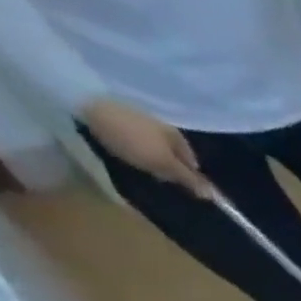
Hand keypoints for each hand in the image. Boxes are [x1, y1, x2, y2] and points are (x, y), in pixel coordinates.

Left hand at [80, 100, 209, 197]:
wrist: (87, 104)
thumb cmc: (132, 138)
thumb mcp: (163, 164)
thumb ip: (188, 179)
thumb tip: (213, 195)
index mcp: (180, 138)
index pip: (192, 164)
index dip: (187, 176)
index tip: (175, 185)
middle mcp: (165, 127)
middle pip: (172, 153)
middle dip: (168, 165)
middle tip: (154, 175)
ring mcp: (140, 118)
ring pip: (152, 143)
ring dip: (148, 154)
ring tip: (135, 161)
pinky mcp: (117, 113)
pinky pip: (132, 134)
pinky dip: (130, 143)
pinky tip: (120, 146)